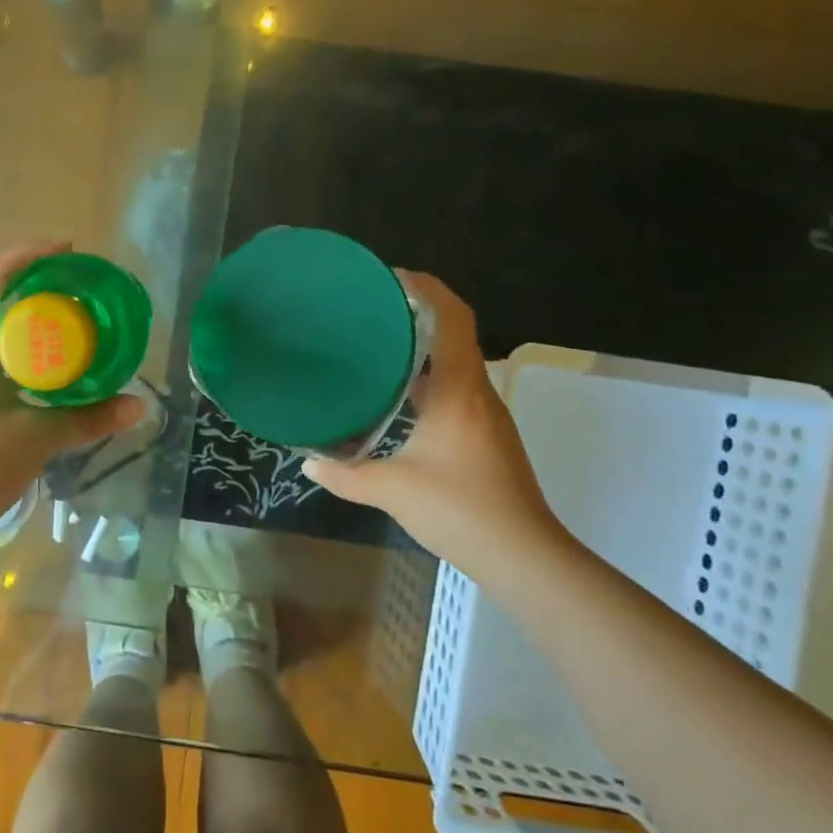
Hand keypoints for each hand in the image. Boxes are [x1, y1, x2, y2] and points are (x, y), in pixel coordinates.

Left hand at [0, 244, 146, 527]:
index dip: (28, 255)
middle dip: (36, 284)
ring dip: (29, 317)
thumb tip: (140, 406)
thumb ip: (88, 419)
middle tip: (80, 288)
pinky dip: (23, 349)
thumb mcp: (36, 439)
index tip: (68, 251)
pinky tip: (50, 368)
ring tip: (72, 322)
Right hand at [303, 273, 568, 575]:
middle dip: (418, 313)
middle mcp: (478, 393)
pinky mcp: (487, 436)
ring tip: (378, 347)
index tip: (392, 276)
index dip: (427, 288)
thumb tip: (308, 461)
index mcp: (459, 390)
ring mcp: (486, 416)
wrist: (523, 556)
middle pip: (455, 334)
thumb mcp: (391, 489)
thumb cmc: (459, 509)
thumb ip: (345, 474)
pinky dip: (429, 379)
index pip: (452, 318)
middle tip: (372, 310)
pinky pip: (457, 390)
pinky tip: (400, 398)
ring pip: (456, 364)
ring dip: (423, 348)